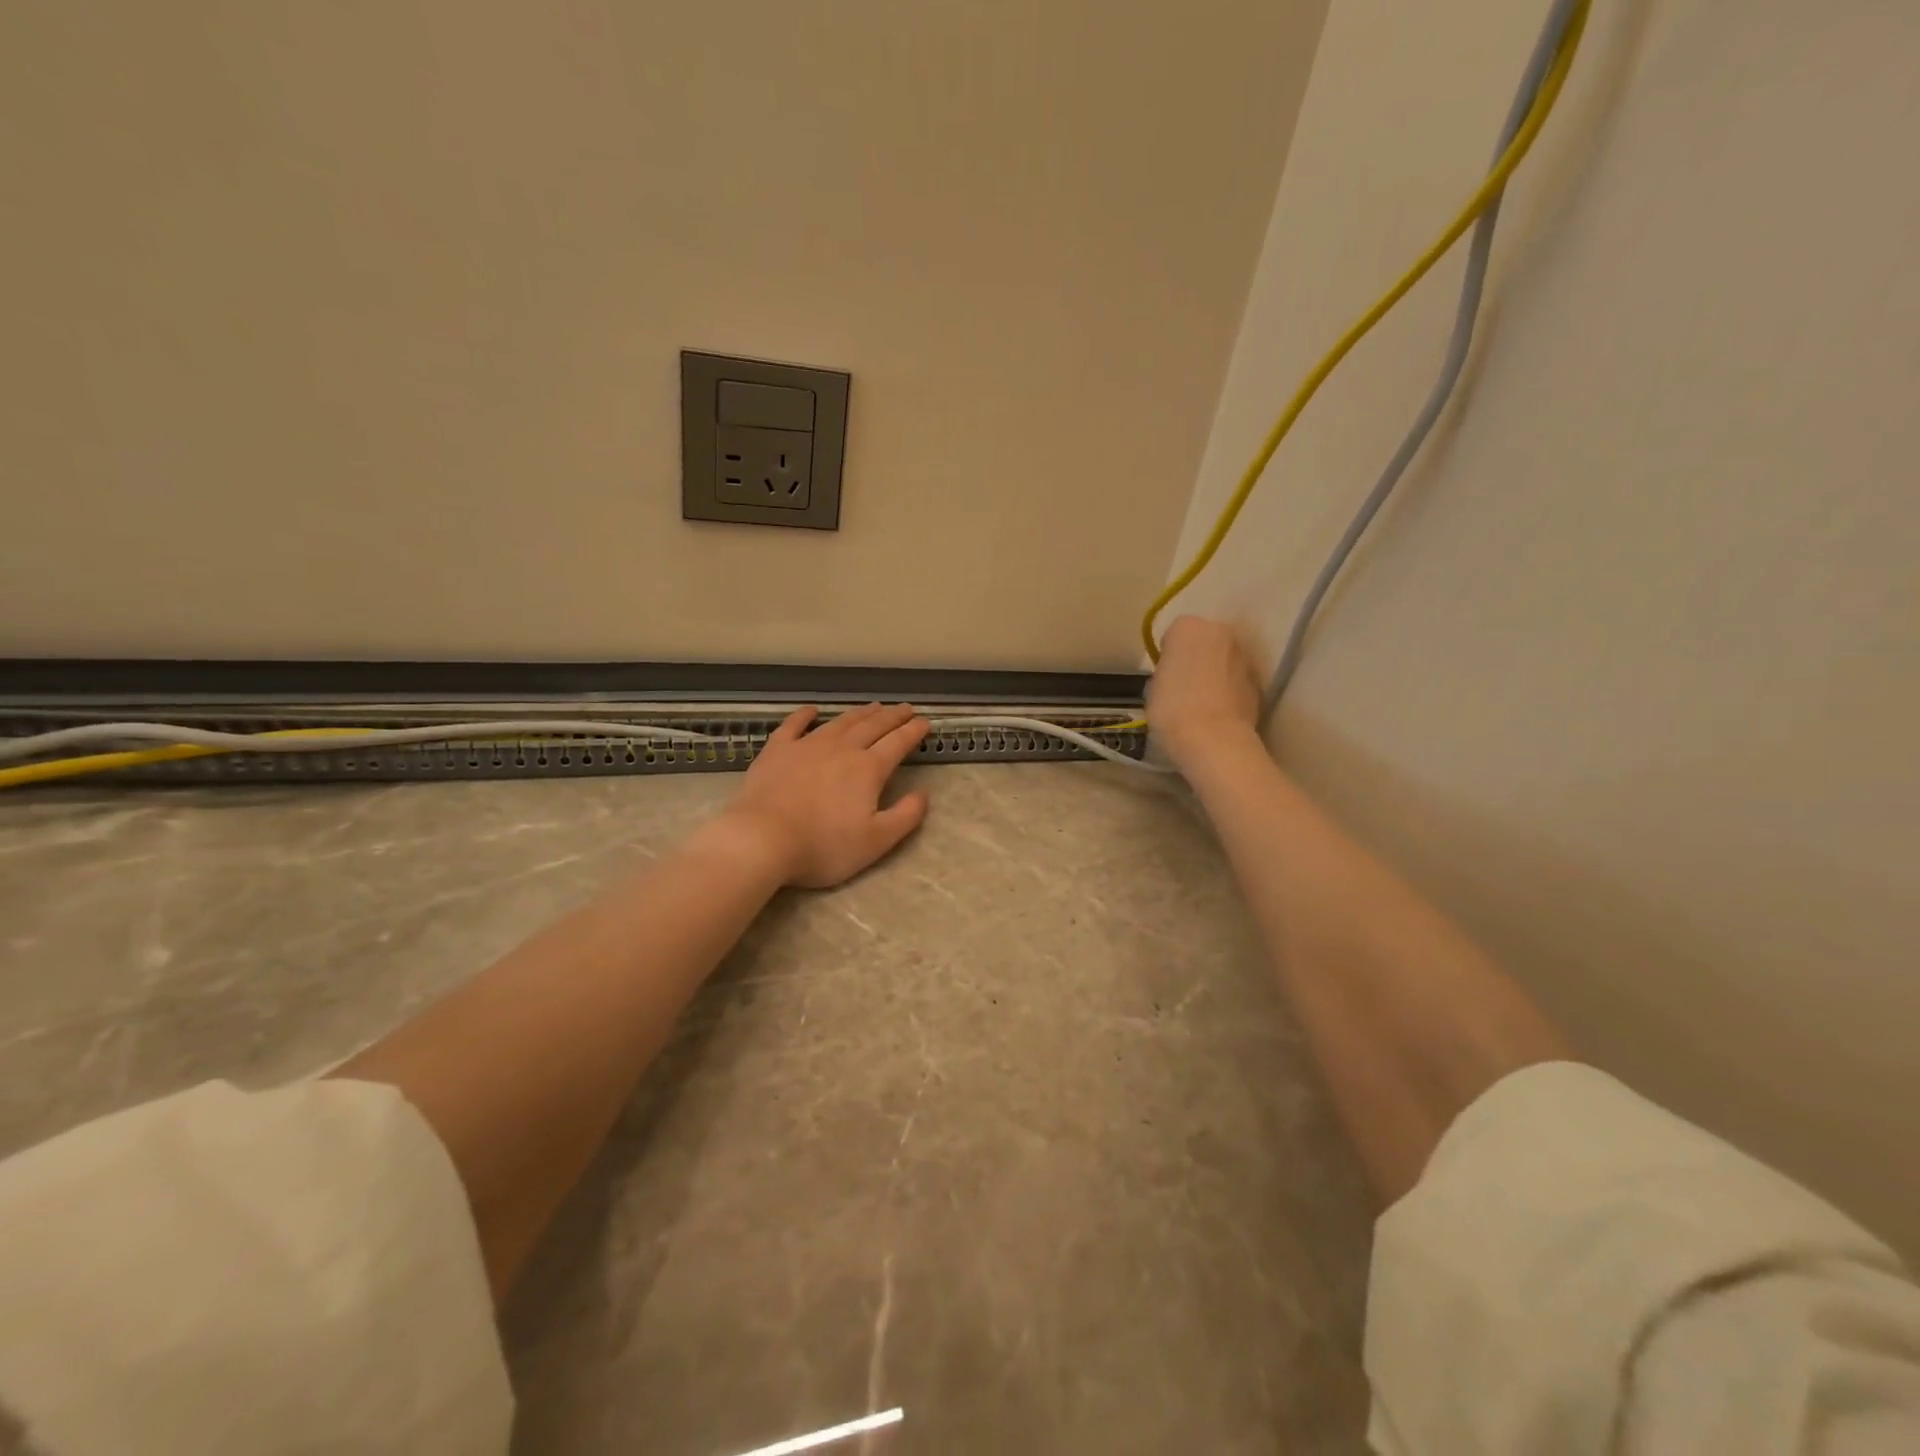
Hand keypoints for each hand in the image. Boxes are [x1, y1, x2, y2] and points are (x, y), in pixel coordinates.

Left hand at [719, 704, 930, 888]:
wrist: (762, 839)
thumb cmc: (823, 845)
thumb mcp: (876, 841)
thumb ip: (906, 816)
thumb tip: (924, 794)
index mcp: (868, 769)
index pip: (898, 743)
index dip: (914, 732)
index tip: (925, 722)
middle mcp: (842, 749)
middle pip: (873, 726)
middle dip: (892, 716)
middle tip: (905, 708)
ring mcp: (807, 746)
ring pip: (840, 722)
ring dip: (860, 713)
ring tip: (873, 706)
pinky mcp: (777, 750)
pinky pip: (794, 725)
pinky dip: (805, 715)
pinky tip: (812, 710)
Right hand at [1147, 616, 1261, 770]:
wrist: (1214, 740)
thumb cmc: (1172, 709)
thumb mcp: (1153, 685)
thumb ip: (1167, 669)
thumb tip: (1177, 674)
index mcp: (1188, 627)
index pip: (1174, 635)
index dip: (1168, 656)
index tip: (1164, 677)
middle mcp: (1222, 632)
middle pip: (1204, 642)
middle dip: (1195, 659)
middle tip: (1182, 688)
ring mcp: (1245, 656)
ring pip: (1223, 661)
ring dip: (1215, 674)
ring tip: (1200, 705)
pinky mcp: (1259, 683)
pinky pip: (1237, 681)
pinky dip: (1229, 692)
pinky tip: (1217, 715)